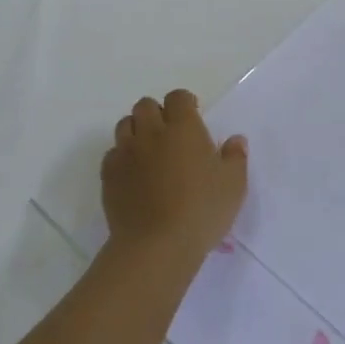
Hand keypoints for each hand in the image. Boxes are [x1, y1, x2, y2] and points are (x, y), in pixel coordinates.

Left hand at [100, 90, 247, 265]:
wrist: (156, 246)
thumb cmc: (201, 211)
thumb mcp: (234, 185)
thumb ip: (235, 157)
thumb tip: (235, 140)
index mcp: (184, 128)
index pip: (178, 97)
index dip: (185, 103)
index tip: (193, 117)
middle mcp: (151, 133)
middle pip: (146, 105)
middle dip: (157, 113)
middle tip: (170, 134)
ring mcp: (126, 153)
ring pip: (125, 125)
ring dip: (137, 130)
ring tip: (150, 150)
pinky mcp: (109, 175)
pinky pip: (112, 153)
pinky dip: (122, 156)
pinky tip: (134, 174)